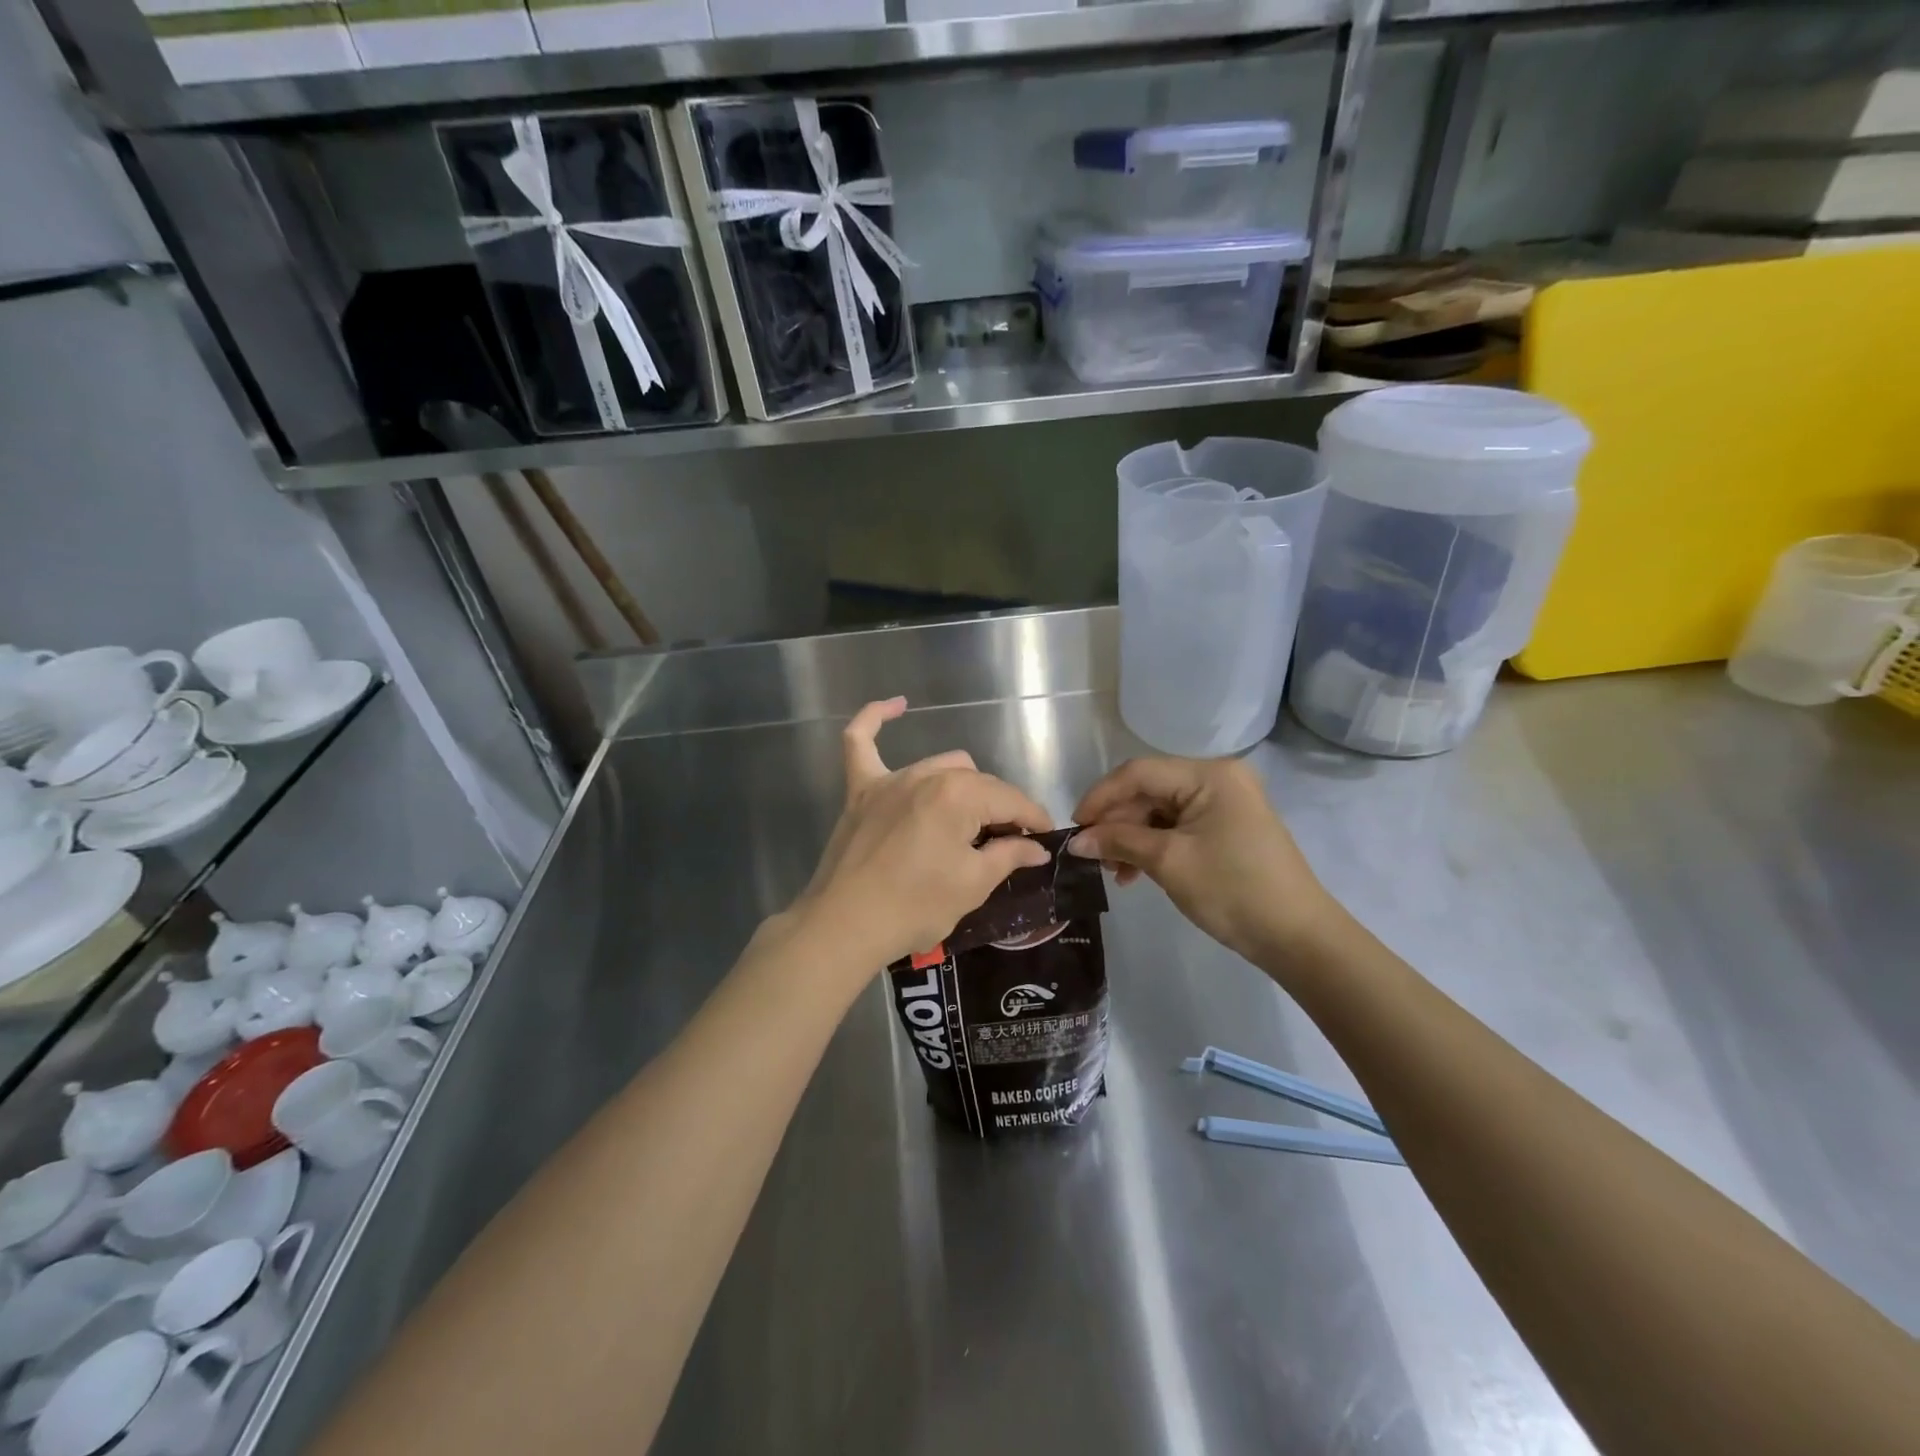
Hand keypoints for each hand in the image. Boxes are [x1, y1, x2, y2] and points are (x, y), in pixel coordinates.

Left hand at [793, 698, 1053, 971]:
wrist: (844, 926)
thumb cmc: (915, 907)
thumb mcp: (973, 885)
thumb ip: (1009, 856)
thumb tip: (1038, 848)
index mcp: (959, 795)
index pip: (1010, 800)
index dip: (1034, 819)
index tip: (1045, 839)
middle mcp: (926, 775)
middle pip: (979, 783)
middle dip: (1001, 809)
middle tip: (1009, 844)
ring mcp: (890, 780)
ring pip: (942, 766)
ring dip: (963, 788)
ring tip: (970, 822)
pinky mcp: (861, 790)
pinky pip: (861, 742)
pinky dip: (876, 720)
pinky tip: (897, 705)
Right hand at [1068, 757, 1338, 961]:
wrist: (1297, 937)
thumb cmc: (1232, 890)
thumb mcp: (1169, 862)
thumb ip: (1119, 842)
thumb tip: (1076, 841)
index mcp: (1209, 775)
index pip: (1139, 772)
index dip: (1101, 797)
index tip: (1075, 828)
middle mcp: (1218, 779)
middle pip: (1150, 791)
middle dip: (1117, 822)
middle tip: (1091, 855)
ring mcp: (1225, 803)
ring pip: (1161, 811)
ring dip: (1132, 838)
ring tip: (1112, 872)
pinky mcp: (1227, 827)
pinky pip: (1178, 827)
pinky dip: (1153, 846)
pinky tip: (1135, 873)